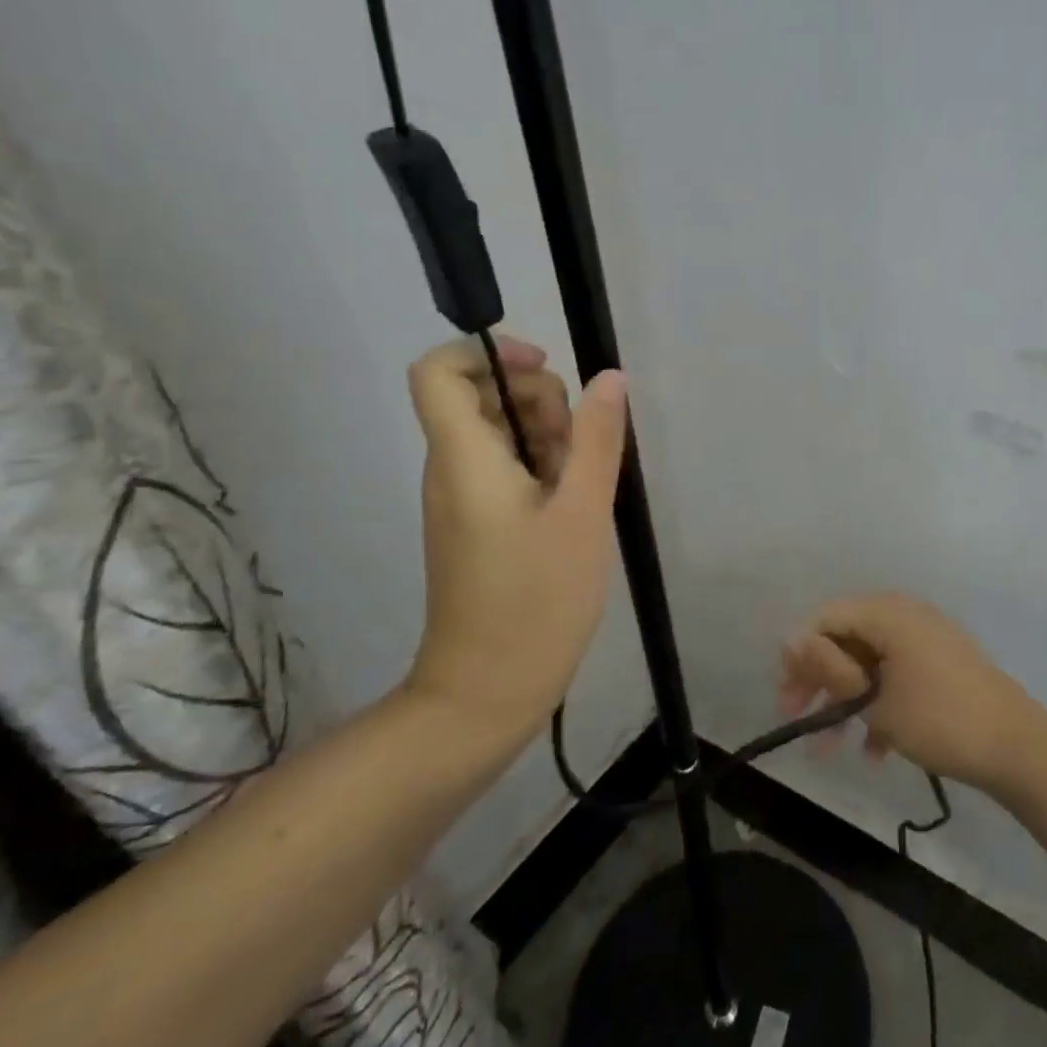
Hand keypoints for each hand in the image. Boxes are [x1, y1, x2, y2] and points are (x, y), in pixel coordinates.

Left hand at [401, 329, 627, 747]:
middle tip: (579, 446)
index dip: (488, 352)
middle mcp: (451, 469)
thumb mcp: (581, 514)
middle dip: (538, 399)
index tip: (545, 368)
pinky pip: (504, 468)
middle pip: (480, 395)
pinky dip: (542, 467)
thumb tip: (609, 377)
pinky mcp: (476, 524)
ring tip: (582, 484)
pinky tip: (574, 505)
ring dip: (547, 437)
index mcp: (464, 458)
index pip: (437, 371)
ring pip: (498, 432)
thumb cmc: (535, 601)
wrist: (486, 694)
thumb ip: (596, 440)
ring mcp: (461, 498)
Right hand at [778, 594, 1040, 790]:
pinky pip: (896, 675)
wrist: (1016, 747)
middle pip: (846, 638)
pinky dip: (879, 705)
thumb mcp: (875, 697)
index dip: (800, 652)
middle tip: (796, 717)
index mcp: (888, 613)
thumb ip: (830, 667)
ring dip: (846, 700)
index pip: (826, 617)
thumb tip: (791, 639)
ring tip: (829, 748)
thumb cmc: (938, 718)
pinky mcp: (940, 665)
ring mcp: (925, 640)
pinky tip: (873, 749)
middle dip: (820, 679)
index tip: (786, 694)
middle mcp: (904, 616)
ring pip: (869, 661)